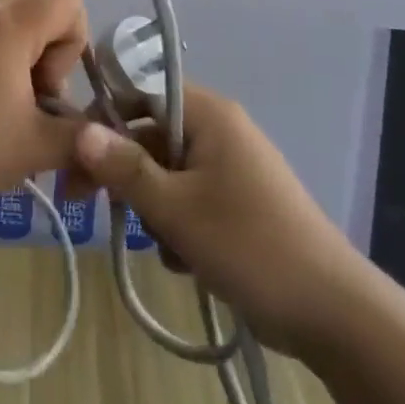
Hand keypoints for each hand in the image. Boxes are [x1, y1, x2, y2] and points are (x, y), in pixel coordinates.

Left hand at [0, 0, 88, 240]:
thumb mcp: (34, 150)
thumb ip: (83, 135)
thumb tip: (104, 135)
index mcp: (6, 25)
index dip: (75, 43)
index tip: (50, 90)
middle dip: (55, 42)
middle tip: (37, 94)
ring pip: (14, 14)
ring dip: (29, 51)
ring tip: (12, 108)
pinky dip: (2, 57)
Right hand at [70, 85, 362, 353]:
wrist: (331, 311)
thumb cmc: (249, 245)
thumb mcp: (176, 208)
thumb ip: (125, 169)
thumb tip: (80, 131)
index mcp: (209, 114)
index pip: (142, 92)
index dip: (105, 117)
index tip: (73, 154)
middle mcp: (221, 130)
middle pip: (152, 136)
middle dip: (122, 173)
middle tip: (83, 204)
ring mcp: (233, 168)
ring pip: (168, 174)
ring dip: (153, 208)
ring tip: (163, 248)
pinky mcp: (240, 203)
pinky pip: (191, 200)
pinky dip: (178, 225)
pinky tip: (185, 262)